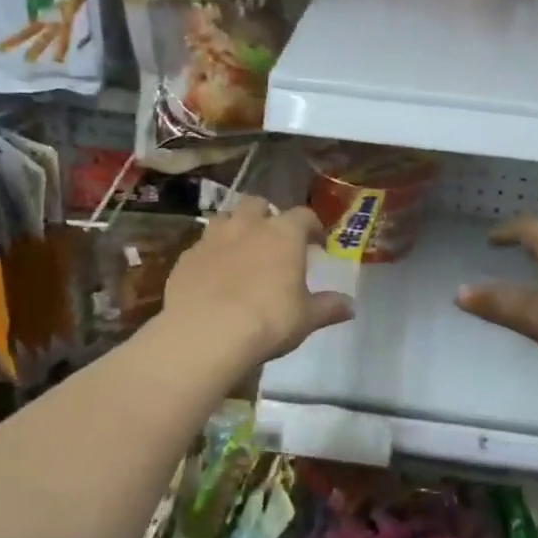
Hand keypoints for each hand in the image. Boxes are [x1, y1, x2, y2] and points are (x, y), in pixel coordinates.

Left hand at [161, 198, 352, 364]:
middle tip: (274, 239)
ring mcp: (212, 238)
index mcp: (283, 233)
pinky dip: (211, 254)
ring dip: (236, 228)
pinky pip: (202, 246)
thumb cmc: (268, 320)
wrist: (206, 334)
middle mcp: (247, 225)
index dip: (312, 227)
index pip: (303, 216)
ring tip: (241, 251)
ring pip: (226, 218)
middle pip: (258, 204)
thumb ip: (328, 307)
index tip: (317, 243)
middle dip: (267, 216)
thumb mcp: (306, 318)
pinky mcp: (186, 257)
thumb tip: (351, 306)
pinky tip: (214, 276)